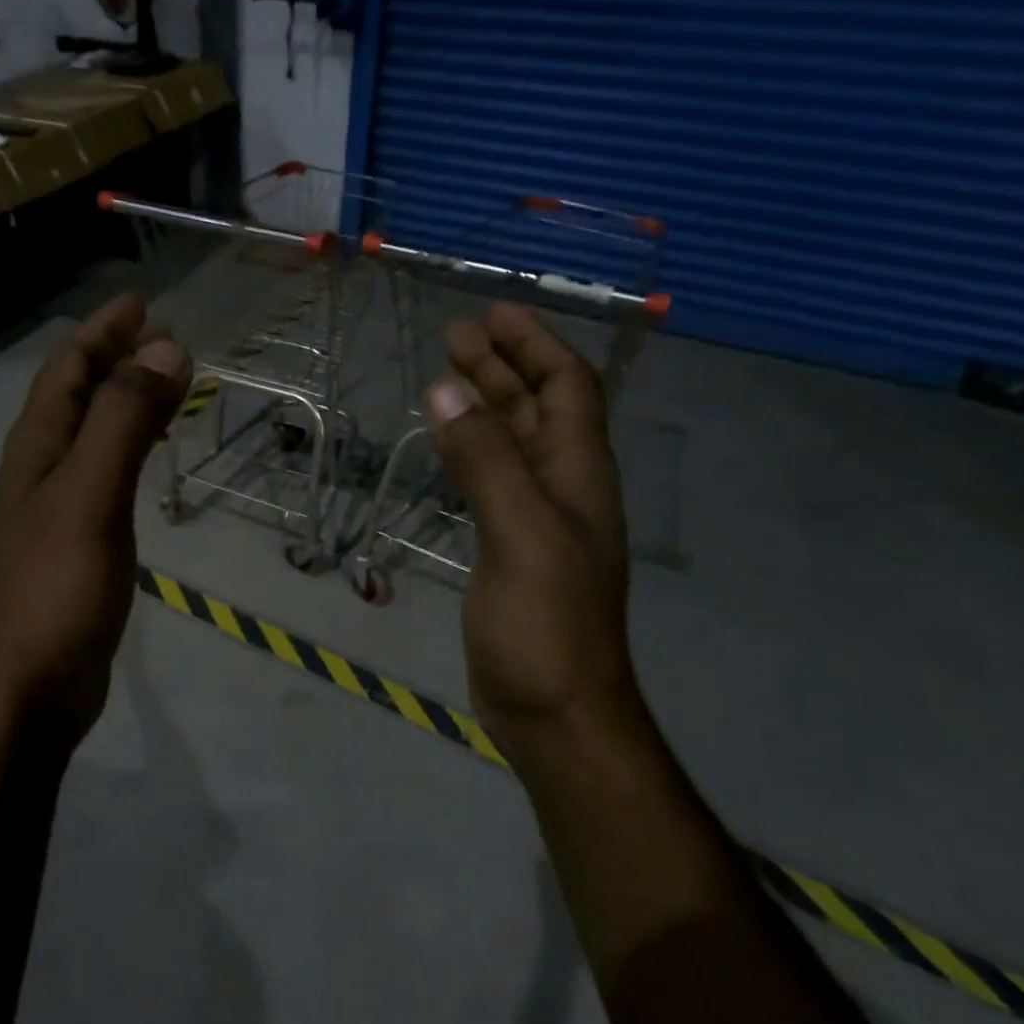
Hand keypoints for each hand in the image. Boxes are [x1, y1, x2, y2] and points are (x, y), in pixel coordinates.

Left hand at [0, 291, 191, 749]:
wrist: (29, 685)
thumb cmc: (56, 587)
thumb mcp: (89, 495)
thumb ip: (123, 421)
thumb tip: (165, 348)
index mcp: (36, 448)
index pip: (66, 370)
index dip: (101, 332)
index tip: (141, 303)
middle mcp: (41, 469)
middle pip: (77, 396)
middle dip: (114, 358)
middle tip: (162, 335)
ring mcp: (58, 508)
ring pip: (93, 434)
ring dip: (124, 400)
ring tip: (165, 383)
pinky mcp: (78, 542)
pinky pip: (106, 473)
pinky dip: (130, 447)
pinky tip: (147, 457)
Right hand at [425, 304, 637, 746]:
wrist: (555, 709)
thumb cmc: (546, 623)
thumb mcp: (519, 533)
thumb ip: (485, 461)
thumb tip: (446, 389)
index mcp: (578, 474)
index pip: (568, 388)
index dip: (536, 346)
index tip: (494, 313)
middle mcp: (564, 488)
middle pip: (539, 408)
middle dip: (502, 366)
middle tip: (455, 336)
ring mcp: (537, 520)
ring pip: (514, 443)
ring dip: (486, 405)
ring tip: (445, 378)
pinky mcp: (510, 548)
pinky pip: (493, 479)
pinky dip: (471, 450)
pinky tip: (449, 447)